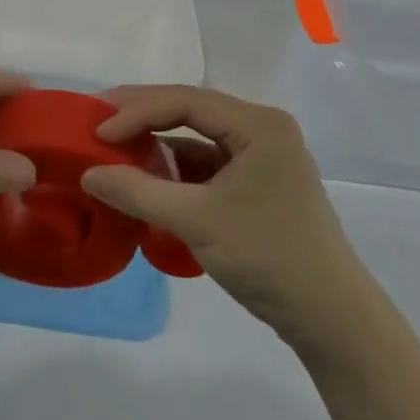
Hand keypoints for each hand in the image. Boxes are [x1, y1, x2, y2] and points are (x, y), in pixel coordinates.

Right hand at [80, 86, 361, 339]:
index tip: (97, 131)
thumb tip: (87, 174)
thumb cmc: (269, 257)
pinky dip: (174, 170)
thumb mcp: (196, 222)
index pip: (185, 101)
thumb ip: (138, 193)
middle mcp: (262, 130)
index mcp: (258, 124)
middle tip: (97, 122)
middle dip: (143, 117)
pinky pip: (206, 164)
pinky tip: (145, 180)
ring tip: (113, 149)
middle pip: (190, 111)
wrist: (331, 319)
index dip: (136, 112)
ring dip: (157, 143)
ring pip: (196, 137)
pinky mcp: (256, 184)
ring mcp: (261, 157)